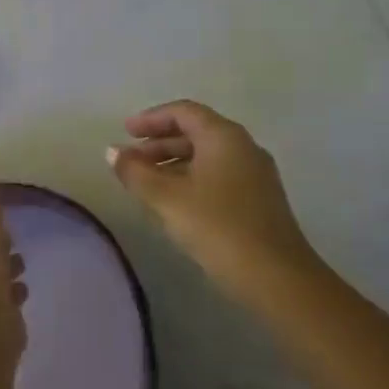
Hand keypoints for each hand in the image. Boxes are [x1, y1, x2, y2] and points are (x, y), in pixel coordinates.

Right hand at [107, 101, 318, 287]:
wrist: (276, 276)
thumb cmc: (217, 227)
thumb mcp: (167, 198)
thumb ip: (136, 172)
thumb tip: (112, 151)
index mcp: (224, 136)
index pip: (183, 111)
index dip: (151, 119)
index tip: (125, 132)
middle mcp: (243, 146)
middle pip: (196, 132)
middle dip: (159, 143)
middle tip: (130, 161)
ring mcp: (255, 173)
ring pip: (207, 156)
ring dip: (173, 163)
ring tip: (145, 184)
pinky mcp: (259, 199)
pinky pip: (218, 175)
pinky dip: (191, 179)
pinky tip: (175, 203)